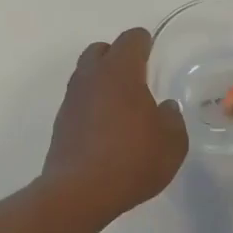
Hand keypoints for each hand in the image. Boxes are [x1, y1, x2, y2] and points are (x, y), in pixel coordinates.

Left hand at [42, 27, 188, 221]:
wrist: (79, 192)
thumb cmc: (132, 160)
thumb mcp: (172, 143)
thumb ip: (172, 119)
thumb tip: (164, 108)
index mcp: (120, 71)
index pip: (131, 39)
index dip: (144, 42)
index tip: (152, 52)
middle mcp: (91, 77)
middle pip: (101, 50)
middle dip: (117, 56)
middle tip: (136, 77)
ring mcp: (71, 99)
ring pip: (85, 74)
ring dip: (102, 80)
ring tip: (121, 104)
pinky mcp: (60, 122)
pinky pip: (78, 100)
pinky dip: (91, 104)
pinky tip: (105, 127)